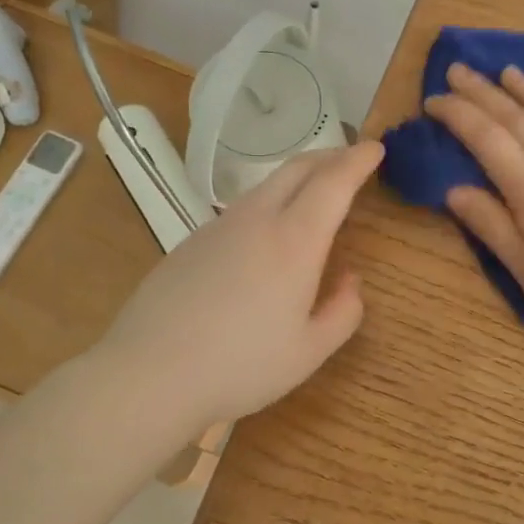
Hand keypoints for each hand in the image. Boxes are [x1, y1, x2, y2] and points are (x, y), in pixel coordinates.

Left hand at [93, 141, 383, 439]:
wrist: (148, 375)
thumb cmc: (240, 367)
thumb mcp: (309, 352)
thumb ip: (343, 313)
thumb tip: (350, 282)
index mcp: (294, 242)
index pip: (334, 182)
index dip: (358, 160)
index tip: (375, 148)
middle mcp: (256, 221)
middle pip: (296, 169)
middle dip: (329, 156)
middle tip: (351, 159)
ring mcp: (217, 228)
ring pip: (265, 187)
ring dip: (297, 179)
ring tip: (314, 193)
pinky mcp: (190, 243)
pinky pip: (240, 210)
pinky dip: (268, 204)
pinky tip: (266, 236)